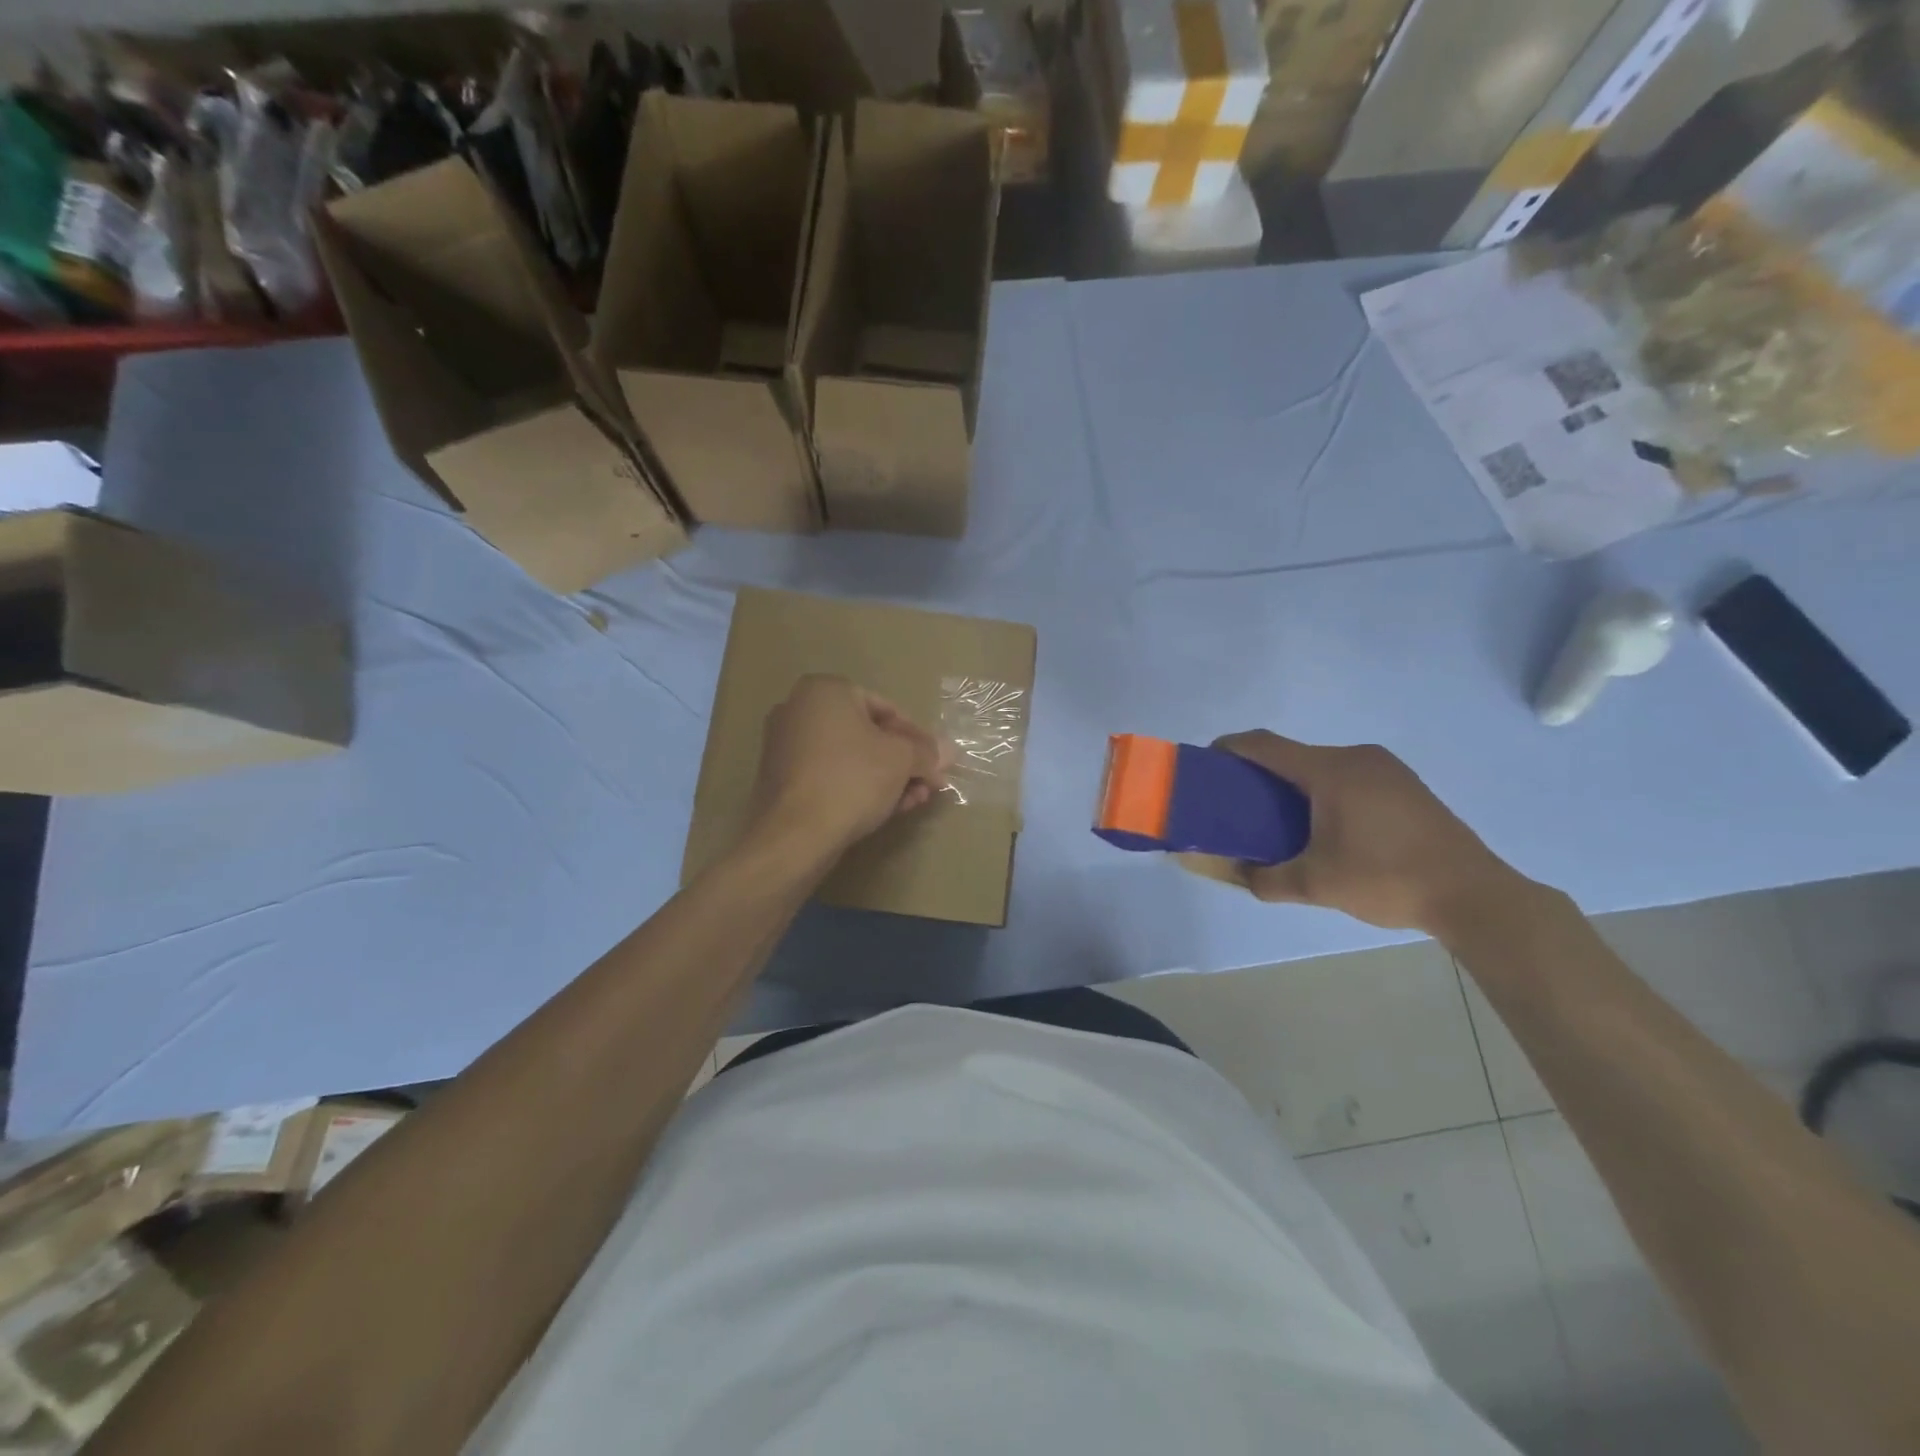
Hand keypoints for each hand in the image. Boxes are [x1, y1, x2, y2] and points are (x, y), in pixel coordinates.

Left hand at [744, 675, 947, 858]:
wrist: (796, 834)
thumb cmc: (852, 779)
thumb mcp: (901, 760)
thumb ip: (926, 751)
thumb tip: (947, 751)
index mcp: (825, 690)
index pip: (886, 708)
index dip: (917, 737)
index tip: (936, 762)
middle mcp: (799, 709)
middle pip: (867, 734)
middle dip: (903, 761)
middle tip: (928, 784)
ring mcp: (785, 745)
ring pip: (850, 757)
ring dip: (886, 777)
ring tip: (913, 801)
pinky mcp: (781, 779)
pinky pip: (830, 774)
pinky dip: (858, 786)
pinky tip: (886, 809)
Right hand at [1213, 731, 1530, 934]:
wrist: (1474, 895)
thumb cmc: (1387, 879)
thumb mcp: (1315, 885)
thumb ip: (1263, 878)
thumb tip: (1230, 872)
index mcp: (1330, 770)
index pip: (1264, 745)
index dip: (1230, 748)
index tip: (1206, 763)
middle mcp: (1356, 757)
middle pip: (1293, 754)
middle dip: (1260, 773)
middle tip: (1239, 804)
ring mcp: (1386, 768)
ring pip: (1322, 766)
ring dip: (1294, 784)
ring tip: (1279, 819)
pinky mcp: (1405, 785)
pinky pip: (1348, 776)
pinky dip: (1324, 791)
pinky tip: (1325, 826)